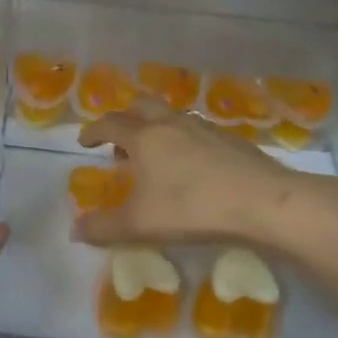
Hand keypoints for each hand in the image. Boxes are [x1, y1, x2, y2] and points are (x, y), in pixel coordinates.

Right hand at [73, 98, 333, 248]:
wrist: (263, 202)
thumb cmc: (192, 209)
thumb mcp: (140, 226)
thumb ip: (103, 228)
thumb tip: (74, 231)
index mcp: (144, 137)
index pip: (110, 124)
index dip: (93, 131)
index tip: (84, 141)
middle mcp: (171, 123)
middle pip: (141, 106)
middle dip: (125, 118)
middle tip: (120, 141)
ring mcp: (204, 128)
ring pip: (171, 116)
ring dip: (155, 127)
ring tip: (155, 154)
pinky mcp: (230, 139)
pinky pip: (196, 130)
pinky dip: (183, 140)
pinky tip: (192, 165)